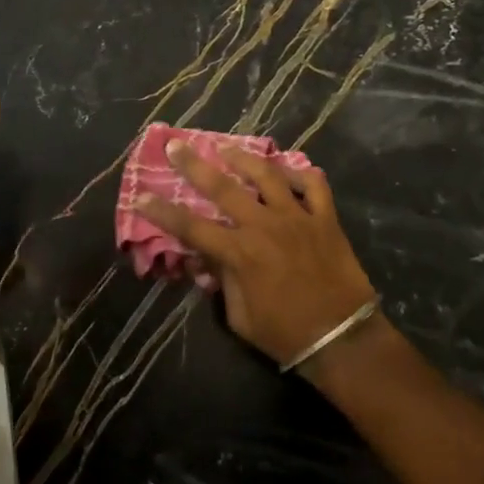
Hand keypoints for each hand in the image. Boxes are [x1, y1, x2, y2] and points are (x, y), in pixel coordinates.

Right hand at [137, 141, 377, 377]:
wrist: (342, 338)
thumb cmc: (285, 333)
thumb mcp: (239, 317)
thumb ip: (221, 282)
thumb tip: (205, 260)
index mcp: (239, 252)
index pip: (191, 227)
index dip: (162, 212)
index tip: (141, 196)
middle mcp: (264, 226)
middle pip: (222, 188)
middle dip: (195, 165)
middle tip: (177, 145)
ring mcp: (297, 217)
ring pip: (267, 175)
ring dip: (243, 158)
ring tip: (226, 147)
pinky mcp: (325, 219)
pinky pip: (314, 186)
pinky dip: (302, 173)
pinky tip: (288, 169)